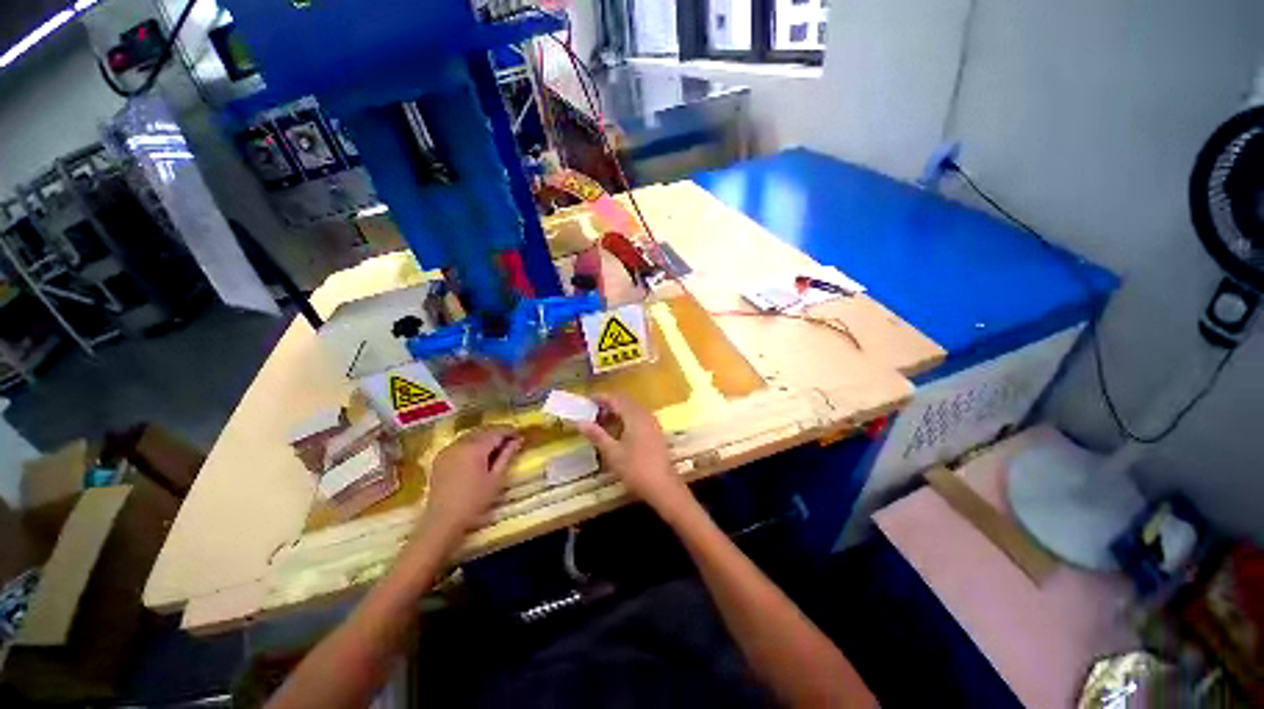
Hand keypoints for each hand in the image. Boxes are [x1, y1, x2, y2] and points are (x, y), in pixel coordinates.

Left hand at [419, 425, 522, 548]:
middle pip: (483, 430)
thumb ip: (507, 455)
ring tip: (496, 445)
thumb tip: (517, 440)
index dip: (510, 431)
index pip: (496, 431)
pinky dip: (472, 442)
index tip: (520, 434)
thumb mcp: (496, 478)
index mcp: (475, 447)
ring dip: (485, 436)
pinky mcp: (440, 457)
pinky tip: (478, 452)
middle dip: (498, 432)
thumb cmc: (474, 501)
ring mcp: (448, 449)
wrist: (443, 520)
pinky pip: (460, 442)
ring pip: (471, 434)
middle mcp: (460, 443)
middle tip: (511, 439)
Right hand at [576, 394, 687, 510]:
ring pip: (632, 409)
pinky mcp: (655, 431)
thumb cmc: (635, 468)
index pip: (615, 399)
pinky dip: (626, 418)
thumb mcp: (612, 453)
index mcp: (634, 416)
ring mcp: (652, 422)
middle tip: (592, 412)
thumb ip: (596, 435)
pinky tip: (618, 431)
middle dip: (608, 404)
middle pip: (625, 401)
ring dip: (617, 411)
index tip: (586, 400)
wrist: (662, 485)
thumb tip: (580, 422)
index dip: (601, 397)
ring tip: (602, 422)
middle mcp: (645, 414)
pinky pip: (638, 417)